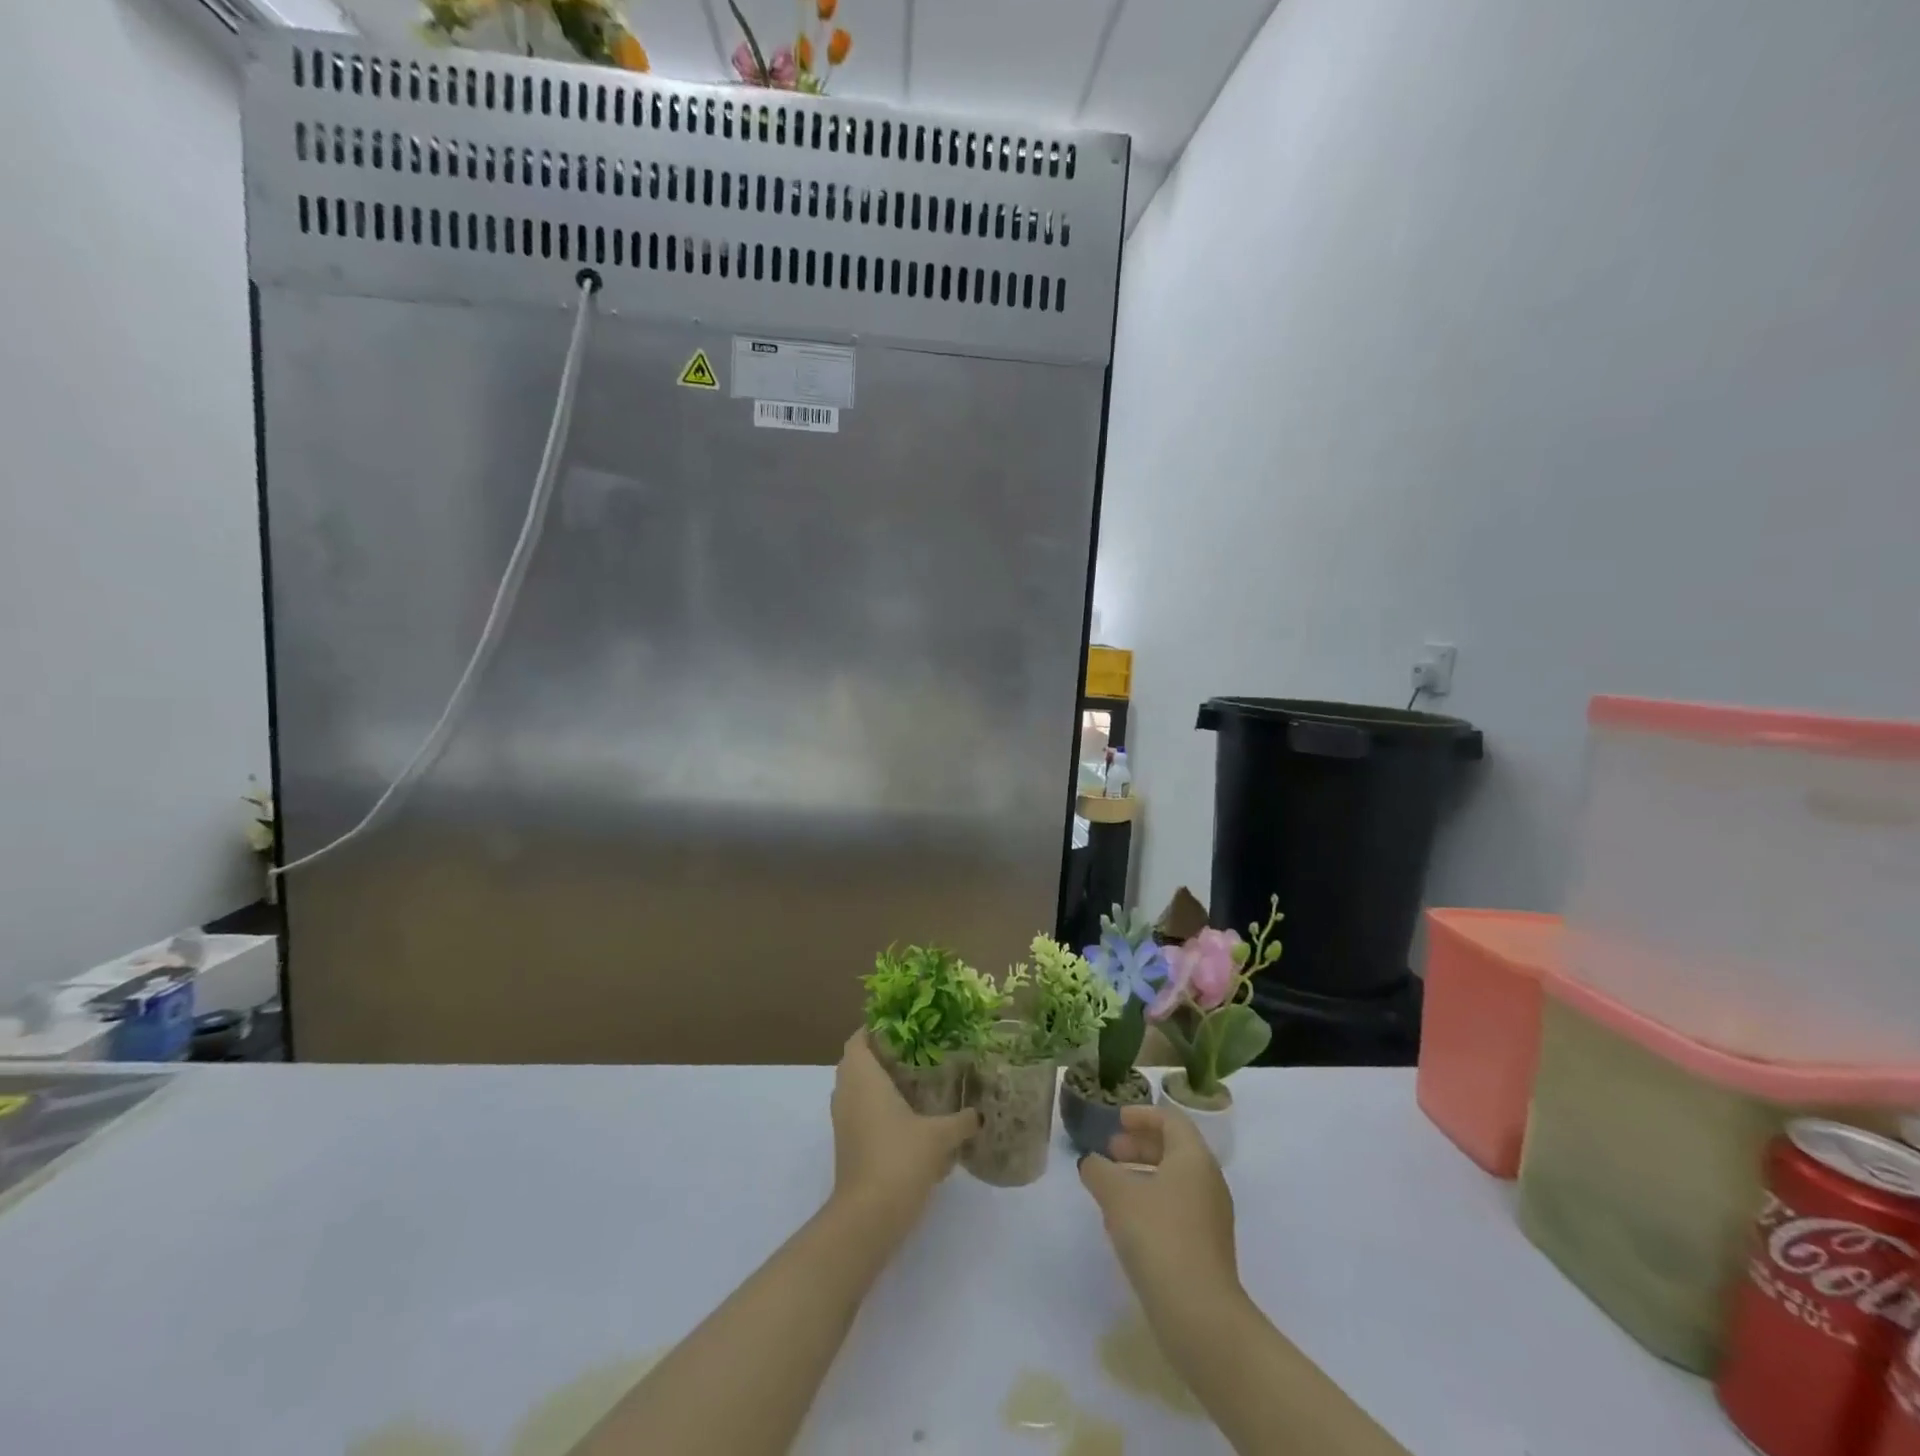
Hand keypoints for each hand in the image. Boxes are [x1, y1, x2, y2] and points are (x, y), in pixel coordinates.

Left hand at [830, 1031, 979, 1228]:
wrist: (868, 1217)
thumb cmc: (899, 1159)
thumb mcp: (939, 1136)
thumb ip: (961, 1121)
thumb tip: (980, 1114)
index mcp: (863, 1076)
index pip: (860, 1038)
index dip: (876, 1028)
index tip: (904, 1024)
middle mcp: (847, 1092)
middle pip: (858, 1061)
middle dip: (882, 1053)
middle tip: (916, 1049)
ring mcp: (843, 1120)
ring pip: (858, 1088)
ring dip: (879, 1081)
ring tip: (916, 1079)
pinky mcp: (848, 1143)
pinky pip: (860, 1111)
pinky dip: (878, 1106)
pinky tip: (909, 1116)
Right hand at [1077, 1104, 1239, 1311]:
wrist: (1199, 1315)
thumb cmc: (1158, 1236)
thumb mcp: (1117, 1195)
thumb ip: (1099, 1170)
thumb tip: (1091, 1162)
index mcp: (1193, 1158)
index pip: (1171, 1120)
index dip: (1142, 1115)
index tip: (1117, 1120)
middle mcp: (1208, 1181)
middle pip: (1174, 1149)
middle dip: (1140, 1146)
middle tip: (1110, 1152)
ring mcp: (1211, 1218)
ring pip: (1174, 1182)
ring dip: (1143, 1176)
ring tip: (1112, 1188)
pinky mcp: (1206, 1249)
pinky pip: (1177, 1209)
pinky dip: (1151, 1203)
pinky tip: (1125, 1223)